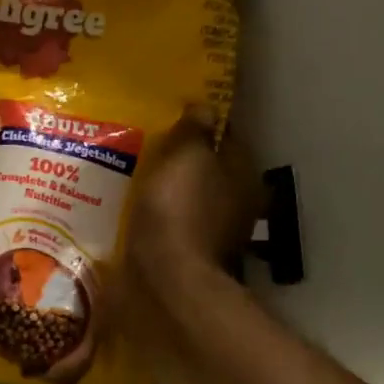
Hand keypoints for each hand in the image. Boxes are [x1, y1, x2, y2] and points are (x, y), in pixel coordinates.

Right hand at [126, 107, 261, 287]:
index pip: (226, 135)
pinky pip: (181, 221)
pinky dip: (167, 214)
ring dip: (175, 188)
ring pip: (196, 196)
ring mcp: (222, 229)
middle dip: (185, 159)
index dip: (200, 125)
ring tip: (140, 177)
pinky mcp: (198, 252)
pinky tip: (143, 209)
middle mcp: (242, 199)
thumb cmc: (178, 210)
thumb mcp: (184, 158)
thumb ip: (195, 130)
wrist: (170, 277)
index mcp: (243, 171)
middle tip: (150, 147)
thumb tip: (205, 106)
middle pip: (212, 168)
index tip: (171, 119)